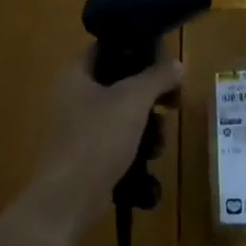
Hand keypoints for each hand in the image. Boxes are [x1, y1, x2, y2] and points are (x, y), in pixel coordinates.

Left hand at [28, 45, 185, 236]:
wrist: (68, 198)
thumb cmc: (97, 139)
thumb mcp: (132, 100)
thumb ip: (157, 77)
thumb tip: (177, 63)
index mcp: (75, 72)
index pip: (109, 46)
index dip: (138, 49)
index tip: (166, 61)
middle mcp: (73, 94)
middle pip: (120, 81)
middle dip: (150, 93)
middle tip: (173, 101)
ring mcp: (79, 125)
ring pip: (123, 112)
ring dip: (147, 123)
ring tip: (160, 139)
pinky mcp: (87, 152)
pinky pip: (117, 138)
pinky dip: (135, 144)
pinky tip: (149, 158)